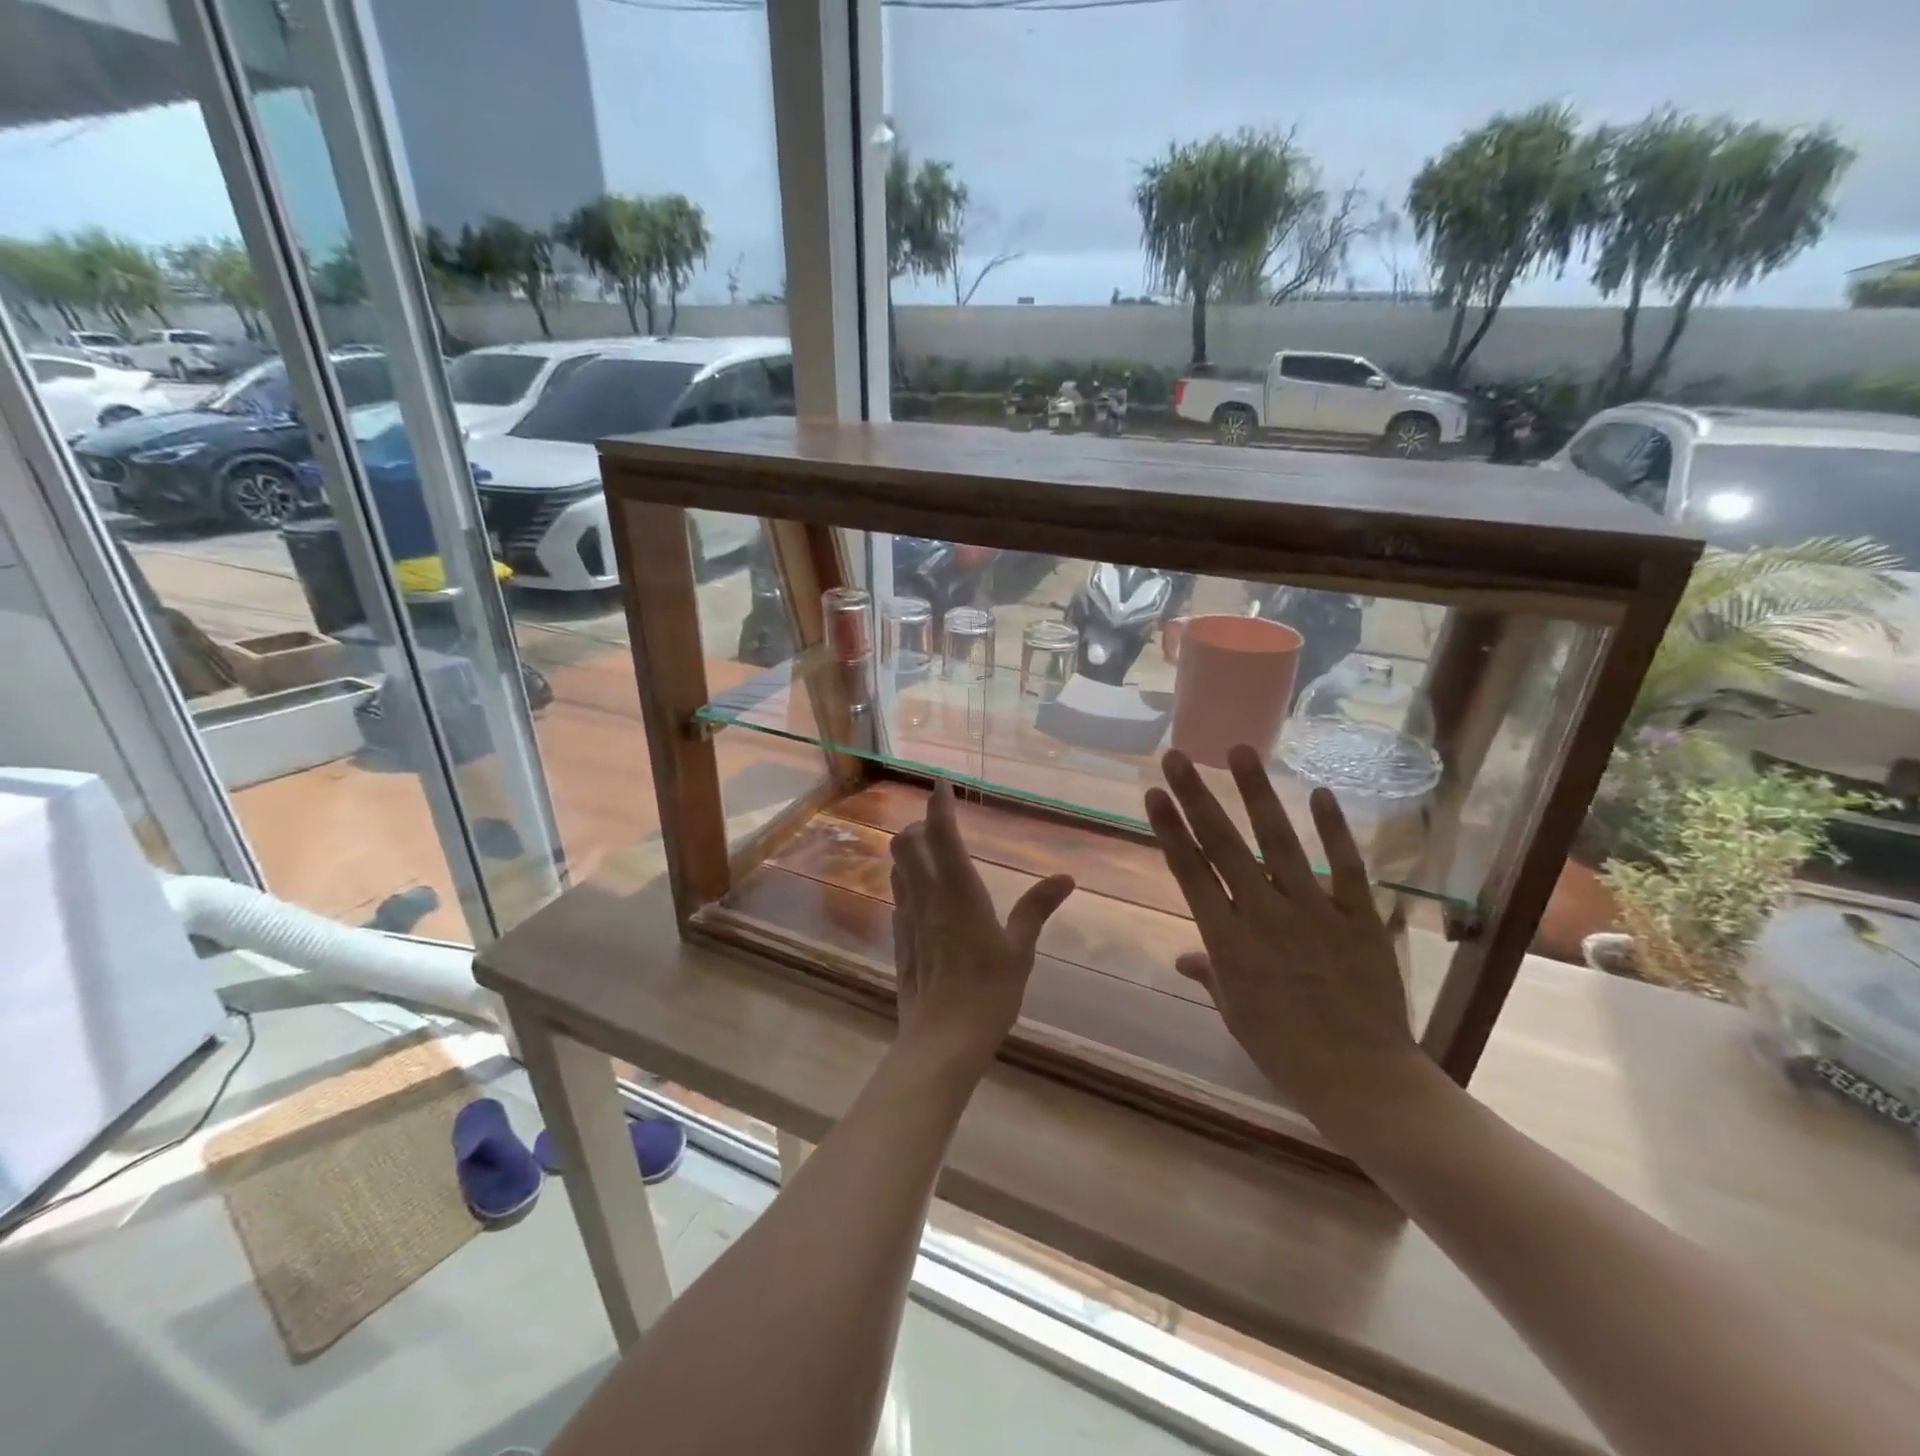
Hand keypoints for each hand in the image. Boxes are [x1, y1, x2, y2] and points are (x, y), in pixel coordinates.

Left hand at [891, 780, 1074, 1069]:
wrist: (942, 1040)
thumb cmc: (989, 992)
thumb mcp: (1020, 949)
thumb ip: (1036, 909)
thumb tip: (1066, 877)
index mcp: (958, 891)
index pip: (943, 835)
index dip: (939, 805)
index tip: (939, 782)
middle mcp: (927, 897)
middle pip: (907, 844)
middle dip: (920, 826)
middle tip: (939, 826)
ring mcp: (908, 920)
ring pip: (898, 870)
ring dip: (910, 853)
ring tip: (929, 854)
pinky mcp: (900, 942)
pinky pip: (899, 900)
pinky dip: (907, 886)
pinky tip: (923, 900)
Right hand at [1144, 746, 1427, 1131]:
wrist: (1362, 1079)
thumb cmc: (1285, 1052)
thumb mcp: (1235, 1014)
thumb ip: (1211, 974)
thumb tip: (1184, 958)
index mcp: (1227, 941)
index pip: (1189, 872)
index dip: (1169, 829)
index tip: (1153, 793)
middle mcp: (1263, 915)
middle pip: (1223, 845)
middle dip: (1196, 796)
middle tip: (1177, 756)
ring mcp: (1313, 911)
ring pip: (1279, 841)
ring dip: (1257, 793)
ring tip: (1241, 751)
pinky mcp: (1358, 917)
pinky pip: (1345, 865)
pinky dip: (1333, 828)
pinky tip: (1318, 791)